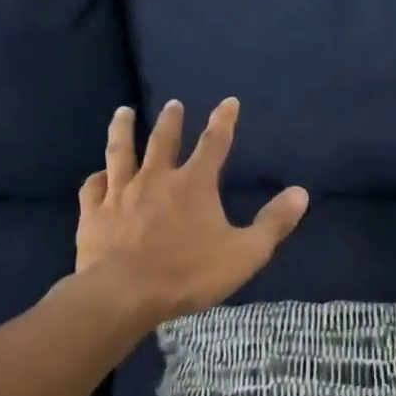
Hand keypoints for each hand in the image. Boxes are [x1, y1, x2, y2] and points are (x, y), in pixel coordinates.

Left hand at [74, 98, 308, 327]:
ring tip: (124, 111)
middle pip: (163, 140)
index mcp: (194, 185)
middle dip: (172, 120)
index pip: (214, 144)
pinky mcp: (94, 212)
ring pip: (121, 152)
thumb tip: (301, 193)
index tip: (228, 101)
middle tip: (174, 103)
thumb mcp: (245, 253)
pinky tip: (97, 174)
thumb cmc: (188, 274)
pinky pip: (93, 187)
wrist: (123, 294)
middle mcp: (156, 179)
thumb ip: (274, 223)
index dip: (224, 121)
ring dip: (123, 129)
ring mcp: (120, 193)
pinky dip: (97, 177)